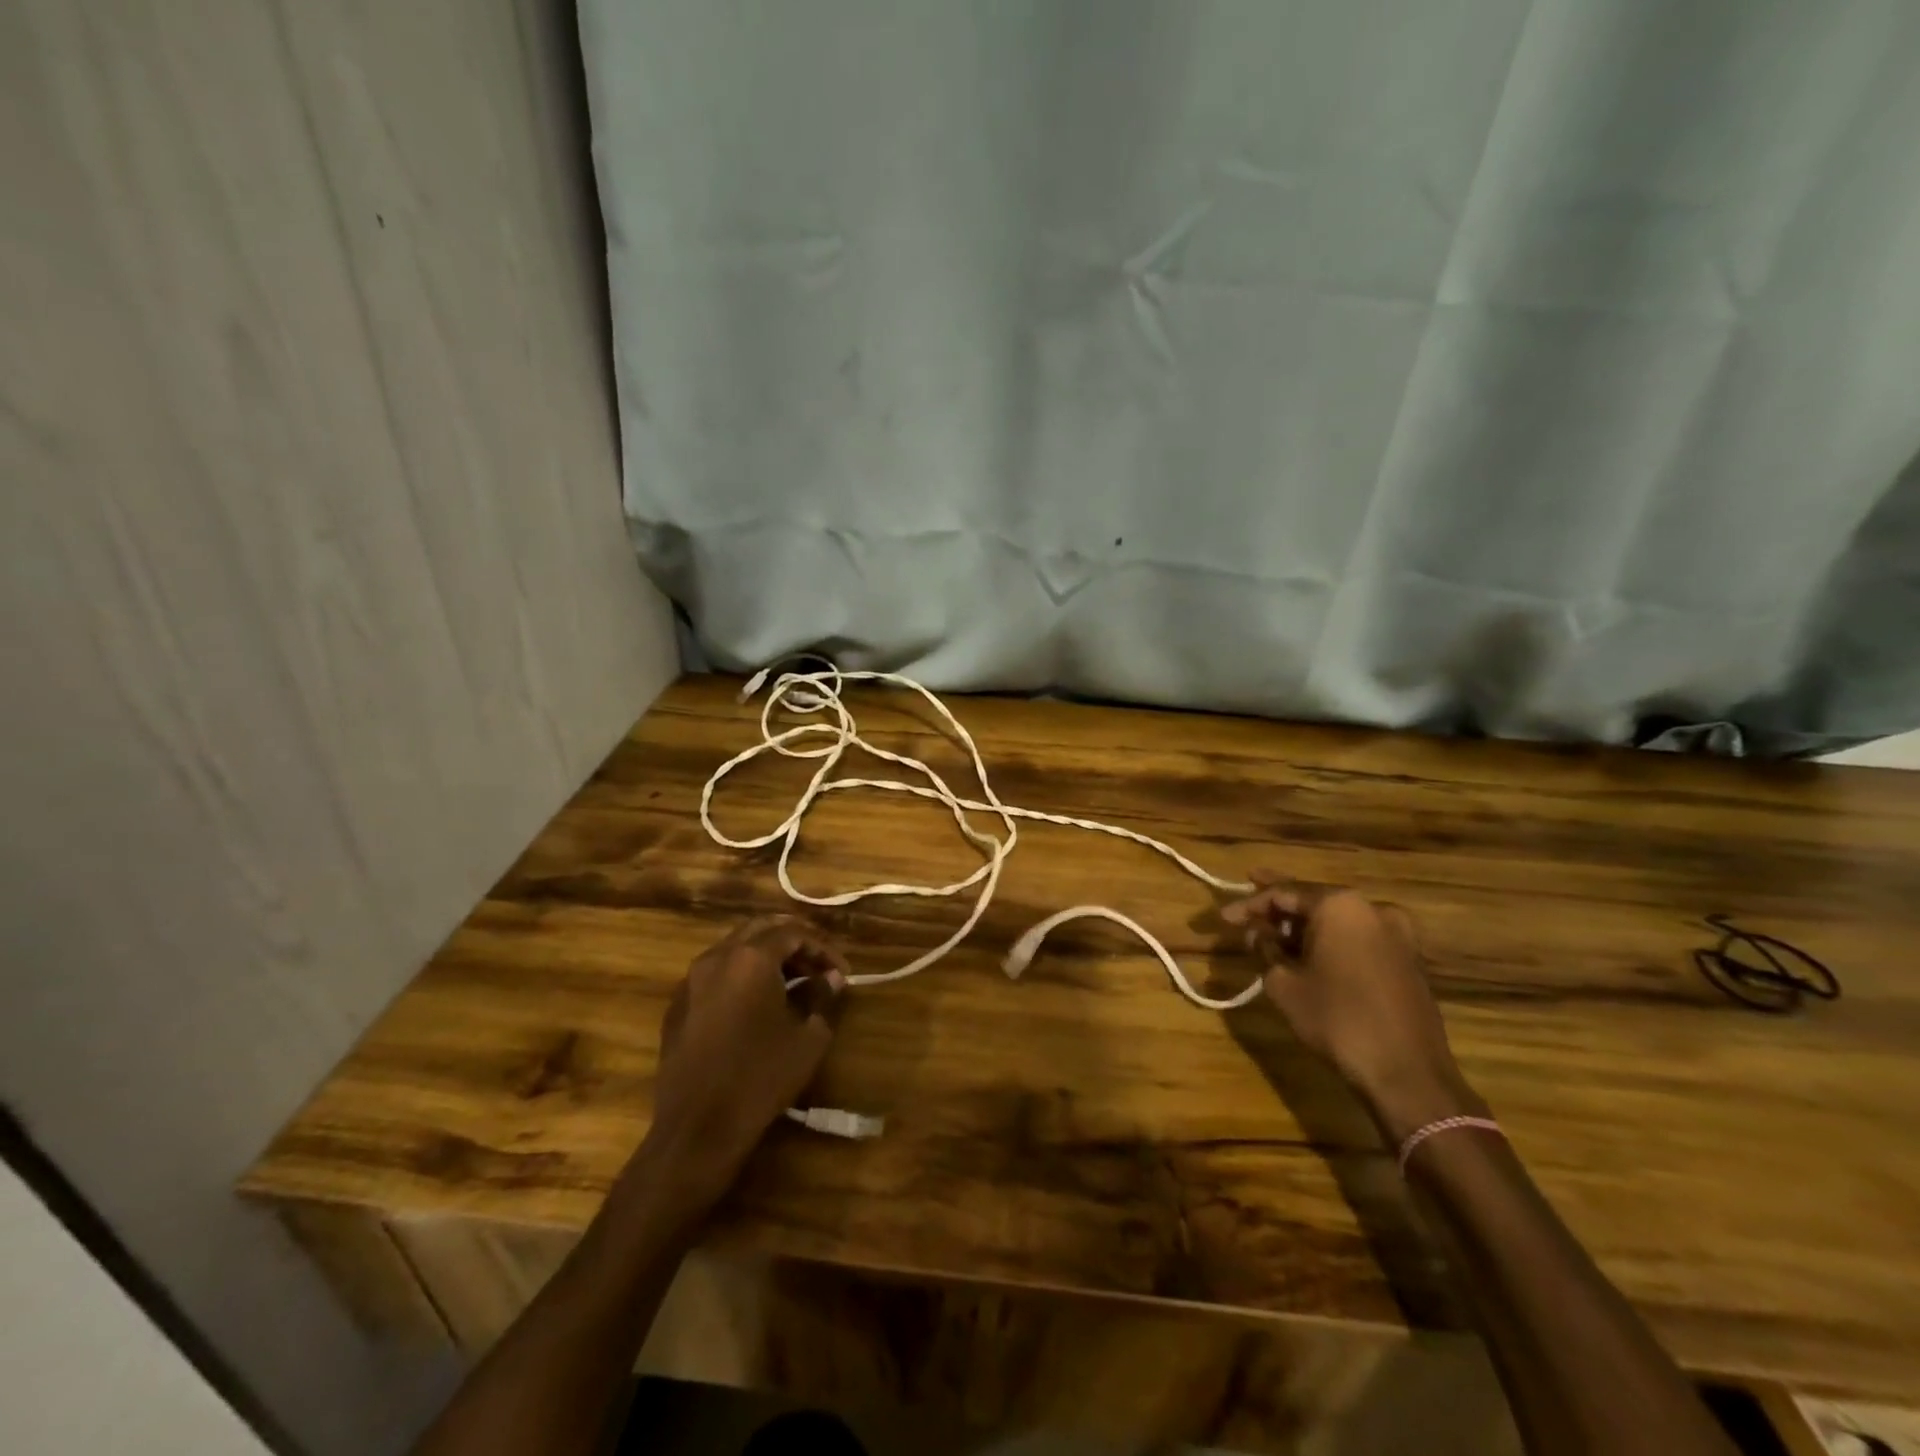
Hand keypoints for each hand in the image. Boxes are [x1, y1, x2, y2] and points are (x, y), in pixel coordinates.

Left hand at [639, 916, 847, 1213]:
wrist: (697, 1129)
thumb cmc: (760, 1078)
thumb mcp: (808, 1038)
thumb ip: (824, 998)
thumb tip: (833, 978)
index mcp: (751, 959)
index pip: (793, 933)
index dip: (822, 948)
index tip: (842, 971)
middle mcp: (717, 958)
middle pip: (760, 930)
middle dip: (794, 942)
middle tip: (818, 966)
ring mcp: (691, 980)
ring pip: (735, 948)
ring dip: (766, 957)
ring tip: (793, 983)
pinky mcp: (677, 1005)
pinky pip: (715, 973)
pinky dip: (741, 975)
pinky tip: (757, 1004)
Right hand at [1221, 872, 1478, 1140]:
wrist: (1407, 1074)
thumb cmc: (1338, 1019)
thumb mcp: (1284, 983)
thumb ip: (1265, 949)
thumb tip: (1257, 934)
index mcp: (1340, 905)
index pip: (1283, 893)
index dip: (1249, 904)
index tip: (1223, 917)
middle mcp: (1372, 908)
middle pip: (1313, 900)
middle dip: (1277, 906)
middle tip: (1246, 901)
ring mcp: (1396, 934)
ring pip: (1337, 920)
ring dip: (1304, 926)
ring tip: (1272, 932)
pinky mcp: (1407, 960)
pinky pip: (1357, 938)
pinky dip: (1330, 940)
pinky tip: (1307, 951)